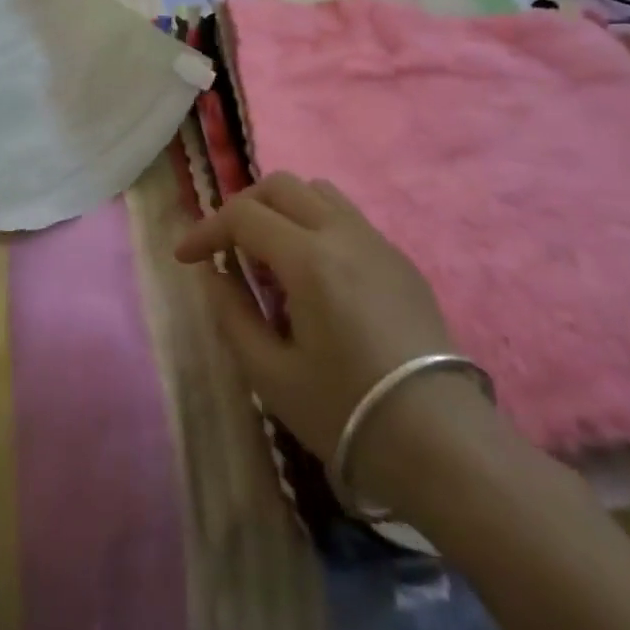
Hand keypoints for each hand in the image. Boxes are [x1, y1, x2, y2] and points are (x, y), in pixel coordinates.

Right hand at [175, 173, 489, 493]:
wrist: (443, 444)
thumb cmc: (347, 412)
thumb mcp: (271, 374)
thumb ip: (232, 314)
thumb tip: (215, 274)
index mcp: (310, 259)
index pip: (243, 216)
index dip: (206, 230)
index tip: (186, 257)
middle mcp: (343, 234)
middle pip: (281, 186)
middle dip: (242, 207)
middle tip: (225, 247)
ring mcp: (377, 242)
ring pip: (318, 192)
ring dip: (282, 209)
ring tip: (270, 257)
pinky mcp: (399, 260)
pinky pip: (346, 218)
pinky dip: (314, 225)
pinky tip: (314, 277)